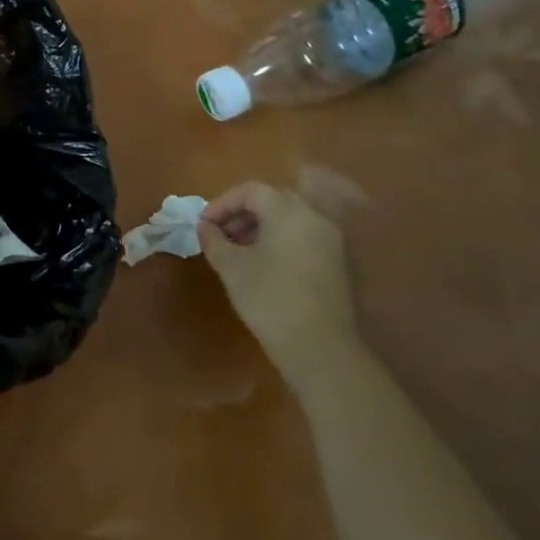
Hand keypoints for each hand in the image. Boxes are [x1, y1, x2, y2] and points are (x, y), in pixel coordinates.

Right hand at [197, 181, 356, 390]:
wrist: (320, 348)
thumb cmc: (270, 299)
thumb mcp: (232, 267)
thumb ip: (214, 240)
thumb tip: (205, 227)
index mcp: (289, 212)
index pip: (251, 191)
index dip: (222, 203)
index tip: (203, 224)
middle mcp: (314, 218)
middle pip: (273, 200)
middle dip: (241, 212)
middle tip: (219, 234)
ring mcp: (330, 241)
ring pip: (289, 218)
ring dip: (259, 226)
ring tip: (236, 250)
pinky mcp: (336, 263)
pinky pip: (302, 236)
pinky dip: (278, 239)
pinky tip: (261, 263)